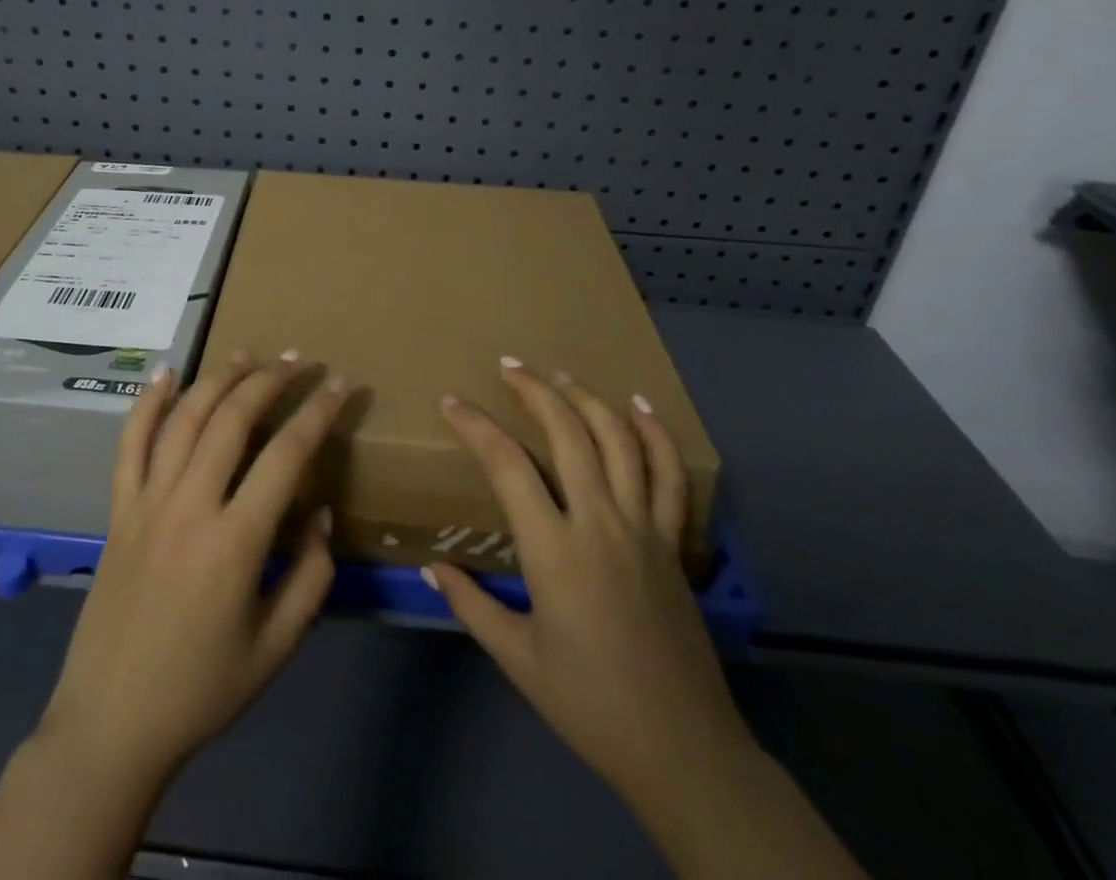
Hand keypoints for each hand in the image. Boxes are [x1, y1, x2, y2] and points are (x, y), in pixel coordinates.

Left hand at [0, 352, 351, 879]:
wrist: (111, 725)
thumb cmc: (202, 690)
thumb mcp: (276, 646)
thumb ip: (310, 576)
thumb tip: (320, 514)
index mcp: (234, 542)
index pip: (287, 455)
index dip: (319, 412)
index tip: (342, 383)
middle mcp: (189, 507)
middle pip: (232, 419)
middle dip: (271, 380)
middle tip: (299, 361)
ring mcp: (147, 504)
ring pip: (184, 419)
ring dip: (219, 379)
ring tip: (248, 356)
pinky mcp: (118, 511)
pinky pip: (130, 444)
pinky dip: (147, 403)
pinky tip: (166, 373)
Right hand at [432, 362, 864, 878]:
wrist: (682, 750)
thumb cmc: (590, 705)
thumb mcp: (518, 658)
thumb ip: (472, 605)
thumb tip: (433, 568)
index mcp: (555, 552)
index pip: (507, 466)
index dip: (476, 427)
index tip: (452, 402)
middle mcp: (600, 523)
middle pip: (568, 434)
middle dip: (534, 391)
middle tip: (508, 365)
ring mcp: (643, 528)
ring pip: (618, 441)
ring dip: (587, 399)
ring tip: (559, 375)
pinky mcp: (672, 542)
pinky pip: (669, 476)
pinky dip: (654, 433)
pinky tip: (637, 405)